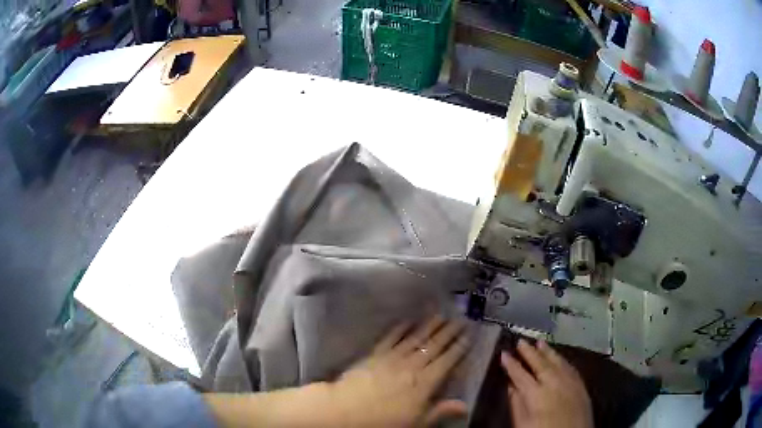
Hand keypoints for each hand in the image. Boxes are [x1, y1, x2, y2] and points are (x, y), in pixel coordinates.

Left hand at [327, 316, 470, 426]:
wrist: (347, 410)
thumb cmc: (384, 421)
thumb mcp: (417, 422)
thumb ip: (441, 411)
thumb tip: (466, 405)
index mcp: (425, 382)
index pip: (447, 361)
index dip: (459, 347)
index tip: (469, 335)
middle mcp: (412, 365)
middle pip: (434, 346)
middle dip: (449, 332)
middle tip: (460, 318)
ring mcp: (392, 357)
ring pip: (415, 338)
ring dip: (429, 326)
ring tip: (441, 314)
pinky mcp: (375, 354)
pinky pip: (390, 338)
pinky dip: (400, 328)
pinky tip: (408, 321)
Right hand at [501, 339, 592, 427]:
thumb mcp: (522, 424)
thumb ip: (517, 404)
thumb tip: (511, 386)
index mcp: (537, 394)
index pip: (521, 374)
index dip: (511, 364)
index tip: (504, 353)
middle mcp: (555, 383)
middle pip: (540, 363)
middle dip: (529, 352)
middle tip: (521, 341)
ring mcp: (570, 382)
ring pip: (557, 362)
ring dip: (547, 351)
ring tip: (540, 342)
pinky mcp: (581, 386)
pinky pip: (570, 367)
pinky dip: (563, 360)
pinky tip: (559, 357)